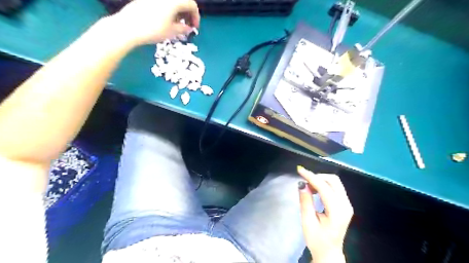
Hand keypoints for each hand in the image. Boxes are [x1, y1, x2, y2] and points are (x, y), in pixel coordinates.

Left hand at [108, 0, 199, 46]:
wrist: (128, 27)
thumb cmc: (153, 30)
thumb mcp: (172, 32)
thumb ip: (184, 29)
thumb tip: (189, 28)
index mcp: (174, 0)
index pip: (191, 4)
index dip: (196, 16)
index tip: (195, 28)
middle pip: (182, 1)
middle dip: (187, 13)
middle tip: (187, 26)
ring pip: (172, 2)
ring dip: (178, 12)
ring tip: (177, 25)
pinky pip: (163, 2)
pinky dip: (169, 10)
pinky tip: (166, 21)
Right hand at [299, 167, 353, 262]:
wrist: (329, 252)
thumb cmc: (317, 240)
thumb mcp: (307, 222)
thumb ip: (305, 202)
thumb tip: (301, 184)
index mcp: (337, 212)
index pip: (324, 188)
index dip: (311, 177)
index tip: (299, 170)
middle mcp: (346, 205)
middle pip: (333, 180)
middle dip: (317, 176)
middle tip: (304, 181)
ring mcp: (347, 204)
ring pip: (335, 182)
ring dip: (320, 180)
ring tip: (308, 186)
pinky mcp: (345, 204)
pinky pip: (335, 187)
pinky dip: (324, 184)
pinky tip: (315, 189)